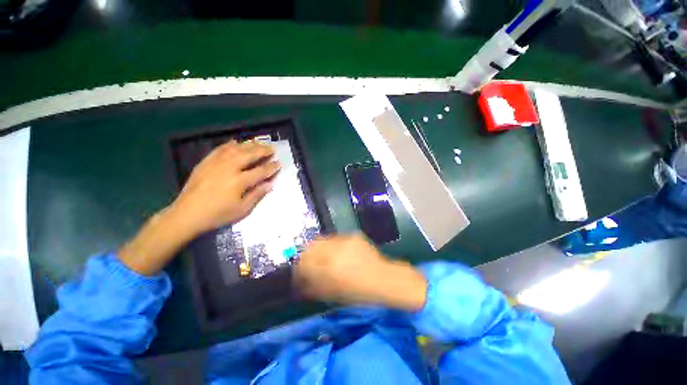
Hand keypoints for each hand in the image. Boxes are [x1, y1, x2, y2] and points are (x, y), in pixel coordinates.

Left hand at [171, 140, 280, 235]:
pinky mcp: (205, 163)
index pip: (260, 171)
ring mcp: (216, 163)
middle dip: (263, 151)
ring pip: (235, 149)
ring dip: (249, 145)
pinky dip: (229, 145)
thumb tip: (270, 184)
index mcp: (239, 181)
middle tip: (272, 148)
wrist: (186, 214)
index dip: (271, 167)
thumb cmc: (217, 215)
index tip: (279, 163)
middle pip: (249, 155)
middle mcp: (229, 168)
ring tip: (258, 143)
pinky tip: (235, 142)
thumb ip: (257, 195)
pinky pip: (219, 150)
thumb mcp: (242, 210)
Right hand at [294, 235, 427, 310]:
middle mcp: (335, 248)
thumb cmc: (358, 292)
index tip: (299, 272)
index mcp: (329, 266)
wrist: (384, 279)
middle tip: (309, 263)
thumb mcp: (332, 293)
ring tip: (324, 257)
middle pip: (311, 245)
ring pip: (323, 239)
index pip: (304, 260)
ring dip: (320, 248)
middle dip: (307, 254)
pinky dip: (333, 245)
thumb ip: (313, 285)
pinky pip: (336, 239)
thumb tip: (300, 280)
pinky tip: (339, 253)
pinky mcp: (353, 236)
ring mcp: (345, 239)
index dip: (298, 266)